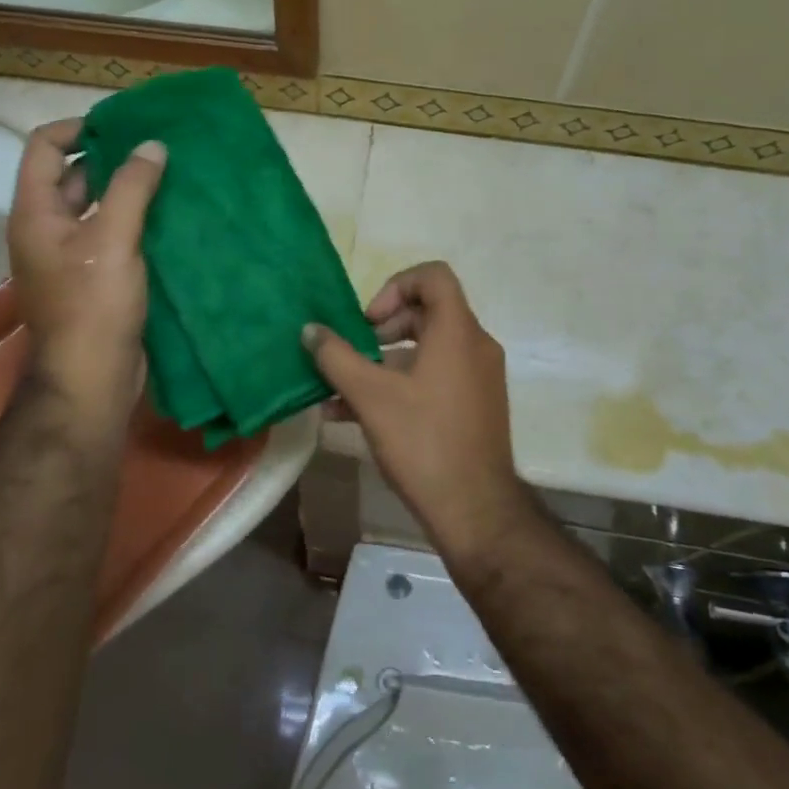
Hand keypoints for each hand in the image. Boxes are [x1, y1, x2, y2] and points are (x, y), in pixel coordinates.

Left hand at [7, 119, 165, 419]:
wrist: (92, 379)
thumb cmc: (93, 305)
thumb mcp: (113, 238)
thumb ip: (132, 186)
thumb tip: (152, 145)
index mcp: (35, 213)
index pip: (44, 147)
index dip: (78, 128)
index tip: (123, 125)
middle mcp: (46, 229)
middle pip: (72, 175)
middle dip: (112, 157)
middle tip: (157, 147)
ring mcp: (69, 256)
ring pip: (96, 206)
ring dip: (128, 190)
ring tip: (171, 176)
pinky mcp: (93, 278)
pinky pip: (112, 235)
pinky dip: (136, 220)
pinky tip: (170, 215)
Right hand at [302, 262, 533, 563]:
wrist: (476, 512)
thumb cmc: (424, 442)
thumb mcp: (371, 397)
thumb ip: (337, 358)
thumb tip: (309, 330)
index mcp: (458, 332)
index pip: (434, 276)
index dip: (396, 286)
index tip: (369, 322)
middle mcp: (475, 346)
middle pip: (428, 312)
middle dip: (383, 327)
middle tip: (354, 352)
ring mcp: (479, 378)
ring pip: (428, 349)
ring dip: (384, 361)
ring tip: (342, 390)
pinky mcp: (476, 406)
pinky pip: (436, 376)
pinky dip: (401, 383)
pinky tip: (357, 414)